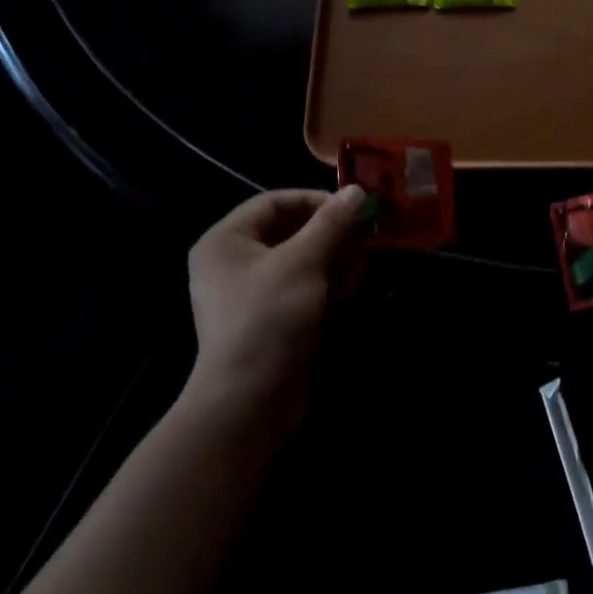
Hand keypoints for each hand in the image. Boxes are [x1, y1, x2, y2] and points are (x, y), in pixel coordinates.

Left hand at [186, 186, 366, 418]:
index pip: (274, 202)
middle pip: (290, 232)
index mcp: (226, 240)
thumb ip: (332, 223)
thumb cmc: (269, 317)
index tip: (354, 207)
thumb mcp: (303, 261)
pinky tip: (353, 289)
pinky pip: (302, 291)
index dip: (315, 200)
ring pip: (302, 263)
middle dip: (331, 234)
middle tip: (366, 236)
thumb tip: (358, 190)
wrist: (250, 403)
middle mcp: (234, 263)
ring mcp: (252, 296)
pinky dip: (327, 287)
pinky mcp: (272, 322)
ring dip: (335, 260)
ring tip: (365, 264)